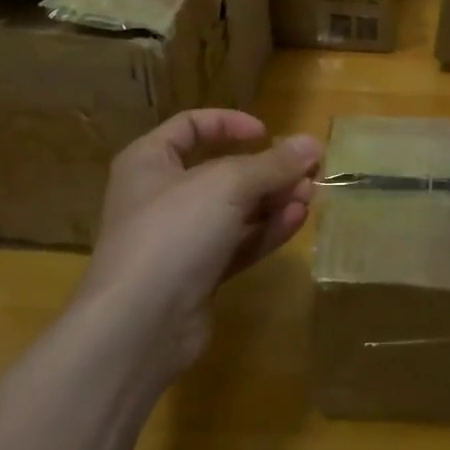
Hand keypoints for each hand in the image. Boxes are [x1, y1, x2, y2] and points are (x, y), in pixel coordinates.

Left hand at [79, 110, 319, 372]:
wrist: (138, 326)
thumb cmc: (173, 231)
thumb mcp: (228, 184)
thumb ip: (273, 163)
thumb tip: (312, 143)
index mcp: (149, 161)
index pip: (190, 126)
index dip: (229, 123)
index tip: (266, 133)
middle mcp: (160, 196)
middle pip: (221, 171)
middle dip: (266, 170)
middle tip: (307, 171)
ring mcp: (178, 239)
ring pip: (234, 210)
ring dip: (273, 200)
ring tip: (309, 196)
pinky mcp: (197, 276)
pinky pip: (237, 244)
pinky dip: (265, 231)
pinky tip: (296, 221)